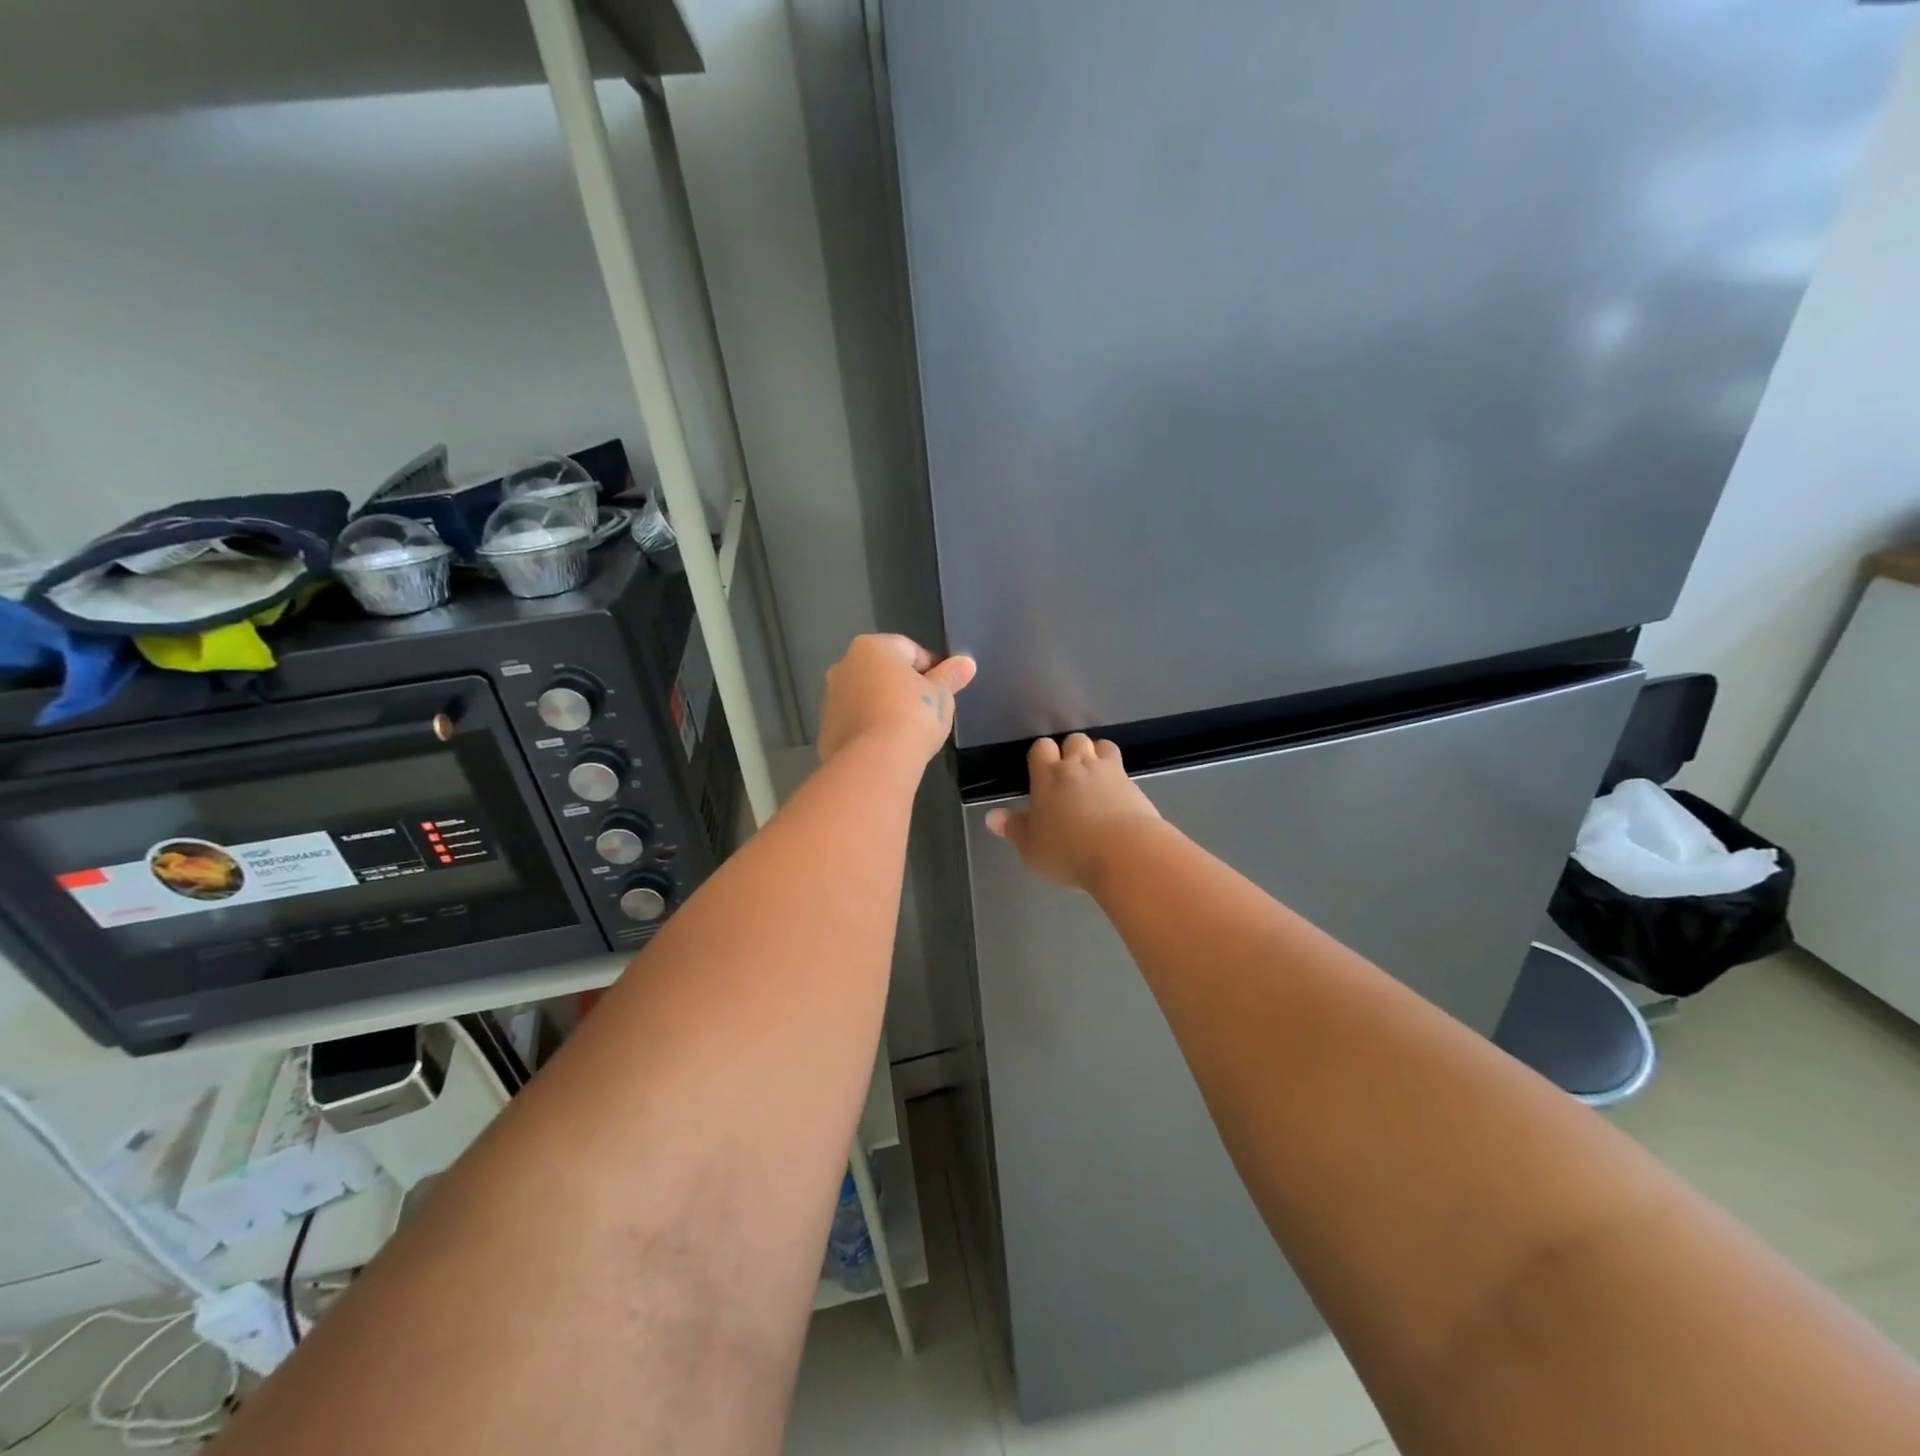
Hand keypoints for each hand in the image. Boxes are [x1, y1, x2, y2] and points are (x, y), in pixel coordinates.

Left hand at [817, 634, 976, 766]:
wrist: (875, 761)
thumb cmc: (913, 715)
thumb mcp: (941, 695)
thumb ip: (950, 676)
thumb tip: (966, 663)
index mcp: (872, 647)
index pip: (909, 650)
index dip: (930, 669)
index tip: (942, 691)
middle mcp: (844, 665)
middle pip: (882, 671)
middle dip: (902, 687)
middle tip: (925, 711)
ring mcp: (830, 698)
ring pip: (865, 696)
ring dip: (884, 707)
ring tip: (906, 731)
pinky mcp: (825, 729)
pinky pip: (855, 722)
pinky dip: (869, 728)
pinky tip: (887, 745)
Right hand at [986, 734, 1161, 889]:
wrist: (1126, 854)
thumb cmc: (1069, 852)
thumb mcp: (1032, 849)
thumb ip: (1013, 829)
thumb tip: (992, 817)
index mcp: (1048, 776)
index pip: (1041, 748)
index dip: (1041, 755)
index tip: (1040, 772)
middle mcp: (1079, 766)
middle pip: (1074, 740)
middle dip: (1071, 751)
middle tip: (1068, 776)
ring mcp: (1110, 772)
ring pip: (1102, 746)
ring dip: (1097, 756)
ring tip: (1094, 778)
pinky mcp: (1135, 785)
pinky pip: (1123, 770)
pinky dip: (1118, 778)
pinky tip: (1116, 797)